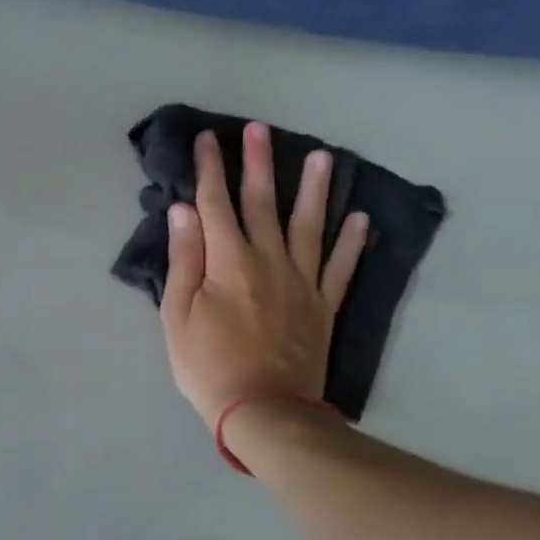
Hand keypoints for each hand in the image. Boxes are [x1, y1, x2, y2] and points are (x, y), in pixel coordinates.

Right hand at [162, 124, 368, 430]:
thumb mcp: (177, 315)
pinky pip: (341, 266)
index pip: (215, 204)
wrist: (264, 410)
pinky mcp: (322, 305)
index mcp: (227, 261)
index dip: (210, 170)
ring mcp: (302, 282)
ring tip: (324, 157)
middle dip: (258, 163)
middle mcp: (268, 260)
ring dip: (315, 190)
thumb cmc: (207, 364)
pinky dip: (353, 242)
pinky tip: (361, 218)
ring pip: (309, 225)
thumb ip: (184, 260)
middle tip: (260, 129)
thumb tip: (183, 211)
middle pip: (262, 203)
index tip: (208, 139)